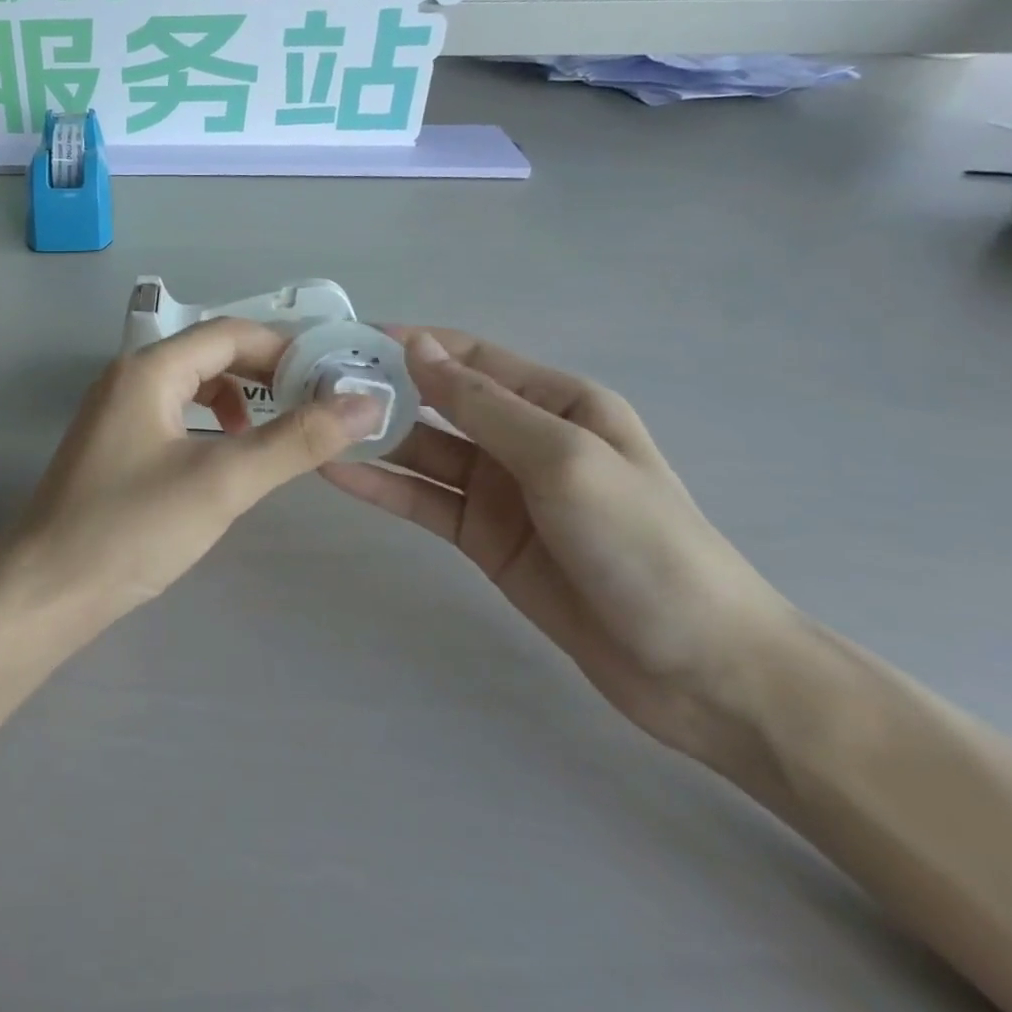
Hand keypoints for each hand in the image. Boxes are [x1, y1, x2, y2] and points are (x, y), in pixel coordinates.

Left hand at [6, 318, 385, 627]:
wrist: (48, 587)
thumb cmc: (132, 527)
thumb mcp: (222, 482)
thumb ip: (294, 441)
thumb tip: (364, 403)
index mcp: (148, 369)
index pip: (229, 333)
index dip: (284, 349)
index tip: (333, 379)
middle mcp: (128, 377)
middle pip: (209, 354)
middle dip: (264, 374)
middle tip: (315, 407)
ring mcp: (115, 411)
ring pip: (191, 386)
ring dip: (237, 400)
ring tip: (274, 435)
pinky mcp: (113, 444)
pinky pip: (173, 415)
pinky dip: (209, 425)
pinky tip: (226, 459)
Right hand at [324, 329, 797, 768]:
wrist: (701, 671)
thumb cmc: (644, 545)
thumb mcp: (563, 459)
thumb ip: (484, 405)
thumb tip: (417, 346)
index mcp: (557, 402)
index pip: (468, 357)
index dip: (408, 344)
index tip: (343, 340)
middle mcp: (523, 436)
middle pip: (437, 403)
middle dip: (380, 390)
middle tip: (310, 385)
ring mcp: (500, 489)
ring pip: (422, 451)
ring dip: (372, 436)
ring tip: (310, 424)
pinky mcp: (482, 535)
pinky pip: (422, 500)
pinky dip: (381, 485)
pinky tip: (334, 473)